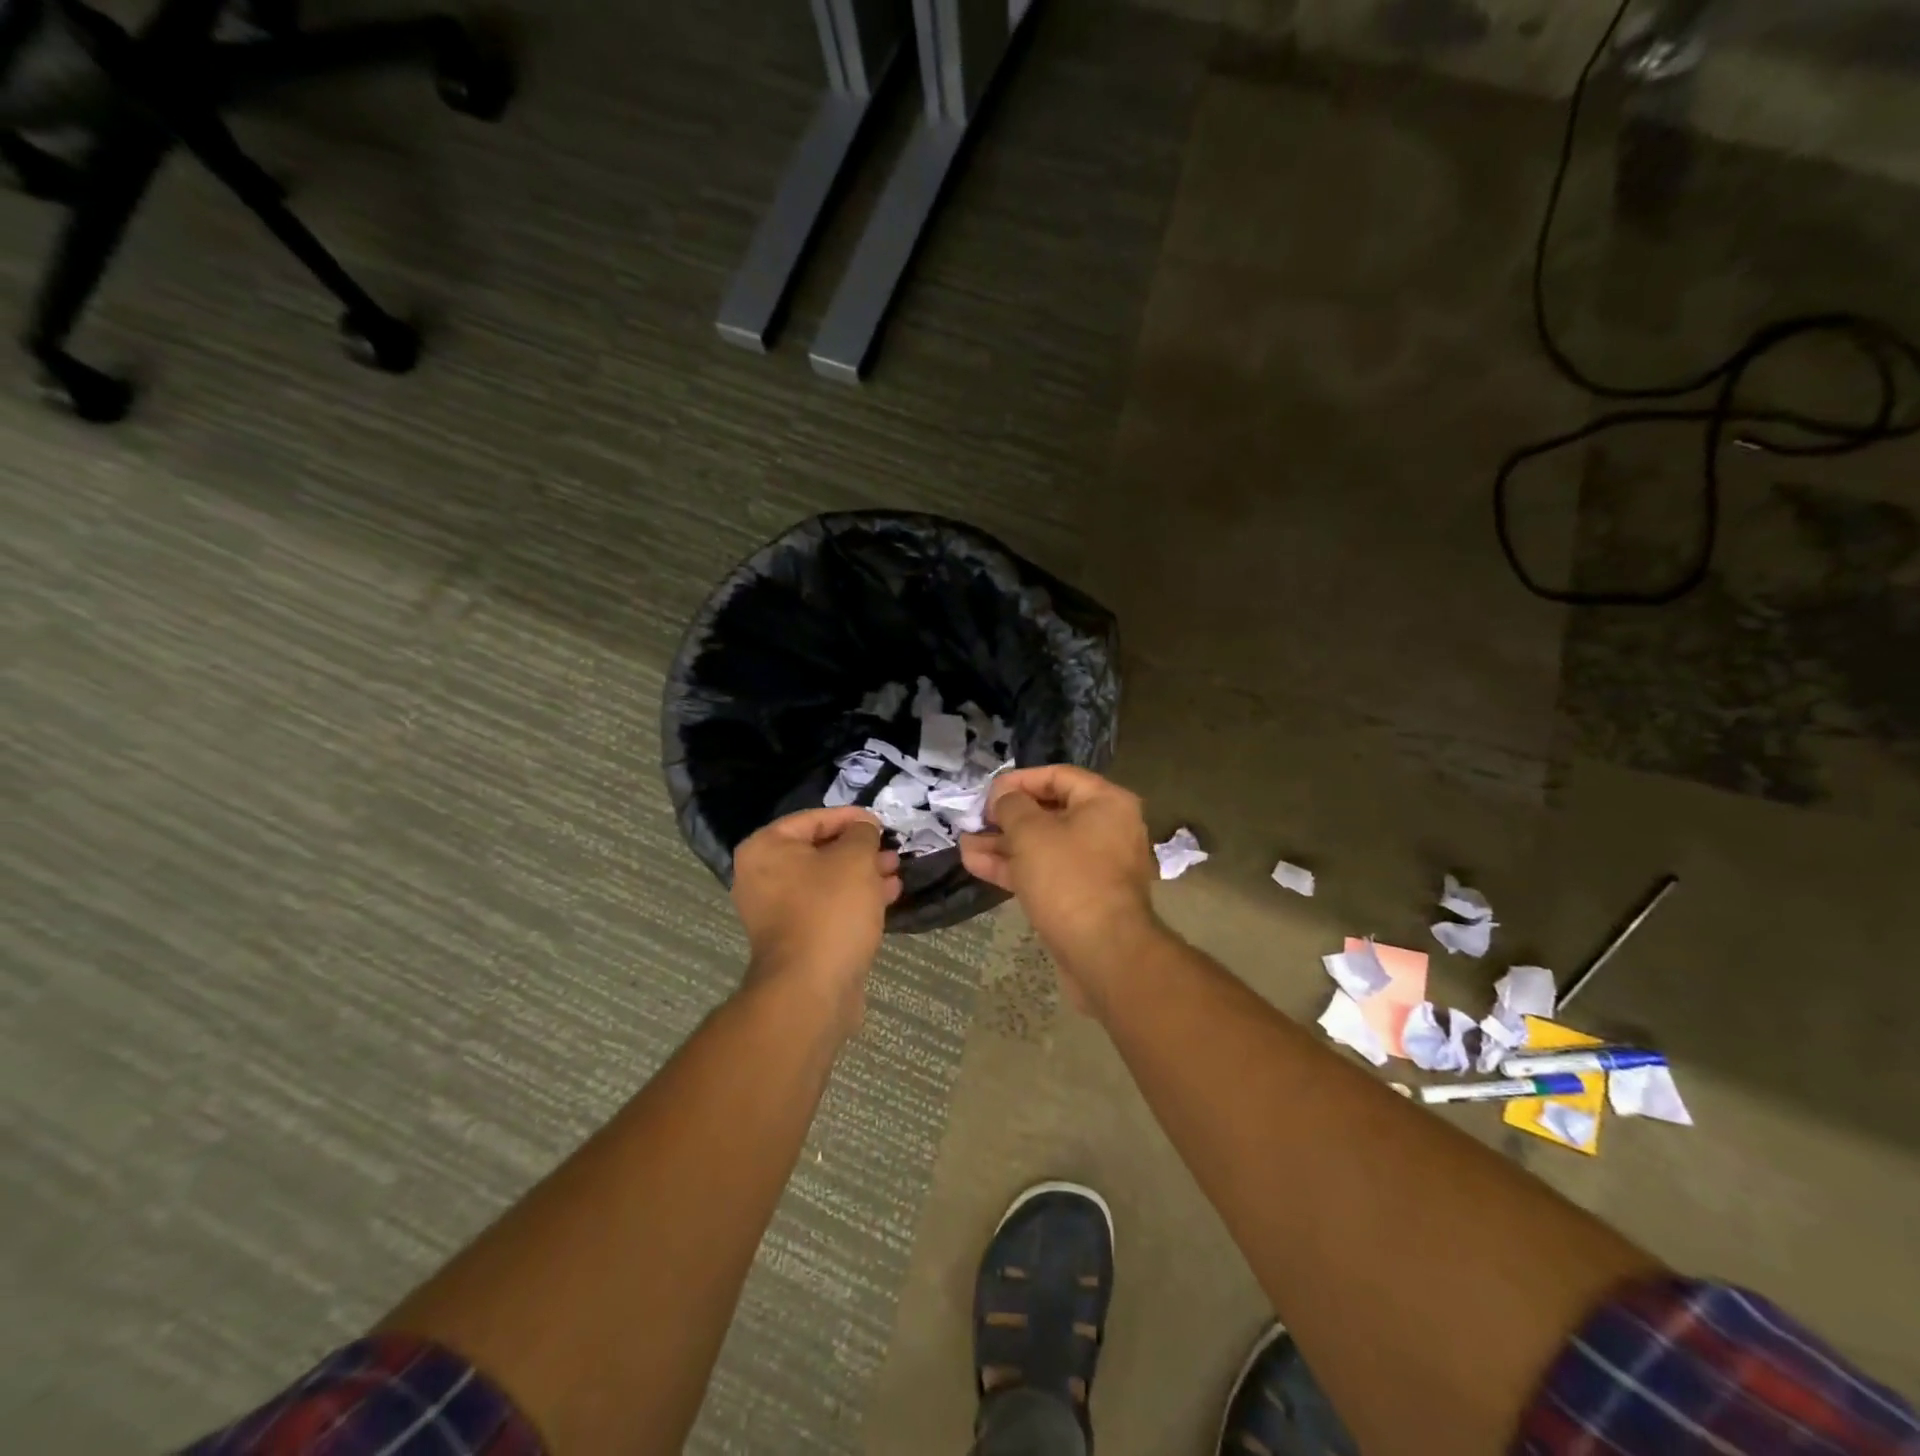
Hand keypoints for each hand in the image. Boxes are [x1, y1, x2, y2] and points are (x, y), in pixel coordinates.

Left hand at [731, 807, 901, 1031]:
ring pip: (827, 881)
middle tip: (891, 850)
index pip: (814, 818)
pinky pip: (827, 907)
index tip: (882, 823)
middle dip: (859, 850)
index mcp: (766, 848)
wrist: (811, 989)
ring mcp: (776, 911)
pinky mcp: (796, 938)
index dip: (851, 818)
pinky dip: (854, 900)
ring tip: (896, 872)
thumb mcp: (855, 859)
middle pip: (819, 850)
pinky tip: (887, 897)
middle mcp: (763, 877)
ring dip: (862, 875)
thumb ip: (861, 833)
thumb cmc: (830, 910)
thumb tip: (863, 828)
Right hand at [960, 765, 1161, 1014]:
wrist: (1104, 953)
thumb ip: (1011, 806)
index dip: (1018, 780)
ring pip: (1043, 846)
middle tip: (973, 821)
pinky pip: (1046, 872)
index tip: (986, 794)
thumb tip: (1004, 800)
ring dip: (1003, 844)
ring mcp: (1095, 866)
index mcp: (1105, 802)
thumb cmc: (1068, 878)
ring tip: (964, 844)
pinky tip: (976, 864)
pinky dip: (1015, 867)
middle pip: (1049, 812)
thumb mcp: (1031, 832)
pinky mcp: (1082, 897)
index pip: (1057, 776)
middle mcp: (1106, 829)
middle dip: (1006, 817)